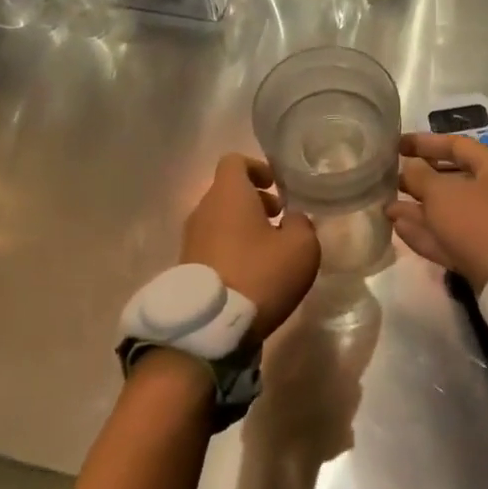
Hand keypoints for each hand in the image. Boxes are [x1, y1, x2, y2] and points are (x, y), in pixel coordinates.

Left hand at [182, 154, 320, 339]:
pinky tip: (252, 274)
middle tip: (280, 220)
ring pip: (220, 220)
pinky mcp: (186, 266)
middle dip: (255, 201)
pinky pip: (212, 245)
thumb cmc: (259, 274)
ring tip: (270, 252)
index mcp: (228, 193)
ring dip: (244, 227)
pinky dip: (231, 249)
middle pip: (228, 192)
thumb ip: (301, 223)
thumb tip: (291, 220)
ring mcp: (190, 239)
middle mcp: (203, 209)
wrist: (209, 327)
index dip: (257, 168)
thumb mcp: (301, 247)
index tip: (276, 187)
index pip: (235, 161)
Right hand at [387, 133, 487, 291]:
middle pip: (450, 180)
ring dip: (417, 209)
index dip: (425, 142)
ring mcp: (487, 226)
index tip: (397, 145)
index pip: (456, 145)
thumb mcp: (443, 193)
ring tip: (386, 207)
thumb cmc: (478, 220)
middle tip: (388, 180)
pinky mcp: (480, 255)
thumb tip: (409, 166)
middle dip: (418, 180)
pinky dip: (425, 232)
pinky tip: (398, 229)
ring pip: (446, 212)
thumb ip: (420, 177)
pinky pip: (448, 237)